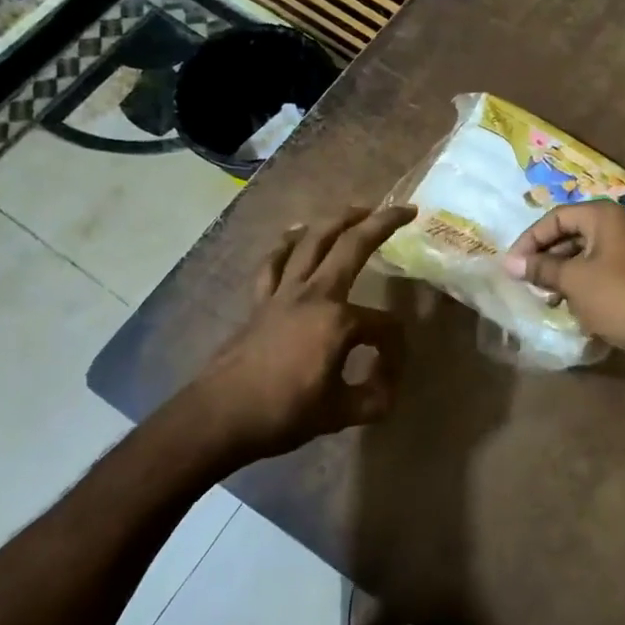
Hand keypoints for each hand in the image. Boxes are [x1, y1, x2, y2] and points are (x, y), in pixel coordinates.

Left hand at [187, 205, 415, 463]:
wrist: (220, 416)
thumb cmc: (284, 413)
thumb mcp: (341, 414)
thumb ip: (374, 397)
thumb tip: (388, 386)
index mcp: (339, 321)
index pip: (384, 326)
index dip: (395, 348)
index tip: (389, 375)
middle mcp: (315, 294)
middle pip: (353, 246)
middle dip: (382, 224)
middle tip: (404, 210)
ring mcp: (284, 292)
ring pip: (313, 241)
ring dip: (338, 220)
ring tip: (359, 208)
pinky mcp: (261, 300)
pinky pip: (275, 262)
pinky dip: (287, 243)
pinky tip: (296, 232)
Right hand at [502, 201, 624, 356]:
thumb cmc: (618, 297)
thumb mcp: (574, 281)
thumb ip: (541, 268)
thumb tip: (508, 262)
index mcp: (605, 216)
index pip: (556, 217)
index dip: (531, 239)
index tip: (513, 264)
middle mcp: (619, 225)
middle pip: (570, 232)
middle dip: (546, 256)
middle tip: (526, 280)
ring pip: (583, 252)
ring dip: (561, 271)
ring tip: (545, 295)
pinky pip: (598, 268)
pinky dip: (579, 281)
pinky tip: (568, 303)